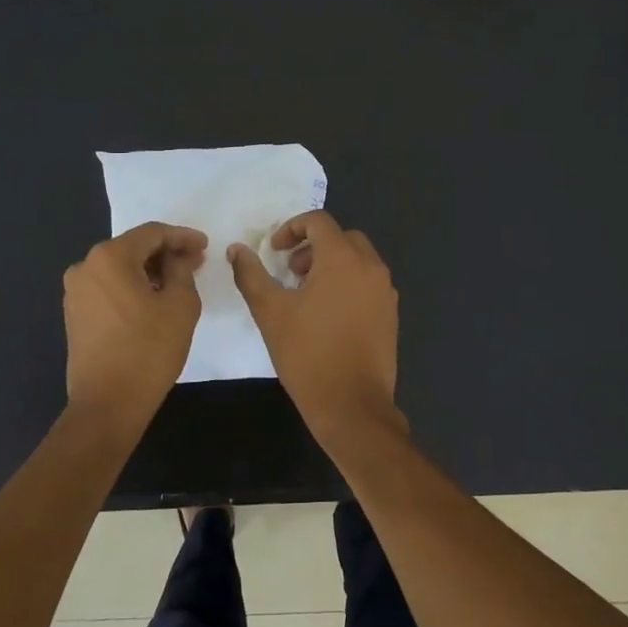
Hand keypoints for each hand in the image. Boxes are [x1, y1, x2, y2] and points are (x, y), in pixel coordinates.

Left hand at [64, 222, 207, 419]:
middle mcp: (85, 267)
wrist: (108, 403)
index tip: (205, 246)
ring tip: (178, 282)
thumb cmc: (149, 350)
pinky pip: (109, 288)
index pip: (152, 233)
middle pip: (133, 248)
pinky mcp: (75, 314)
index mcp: (109, 257)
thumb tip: (176, 260)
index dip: (182, 236)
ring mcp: (76, 292)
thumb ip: (181, 270)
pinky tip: (153, 300)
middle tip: (196, 262)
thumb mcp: (181, 305)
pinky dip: (132, 288)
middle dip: (166, 253)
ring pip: (120, 269)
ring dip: (150, 271)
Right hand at [228, 211, 404, 443]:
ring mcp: (385, 292)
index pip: (319, 221)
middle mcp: (371, 267)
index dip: (292, 228)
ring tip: (306, 294)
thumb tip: (237, 250)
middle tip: (290, 271)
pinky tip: (328, 315)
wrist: (351, 405)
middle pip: (342, 237)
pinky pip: (368, 283)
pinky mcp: (390, 314)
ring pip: (358, 260)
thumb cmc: (307, 354)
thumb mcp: (270, 312)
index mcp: (343, 259)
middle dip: (313, 246)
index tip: (274, 251)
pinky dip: (348, 283)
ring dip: (331, 264)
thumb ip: (251, 274)